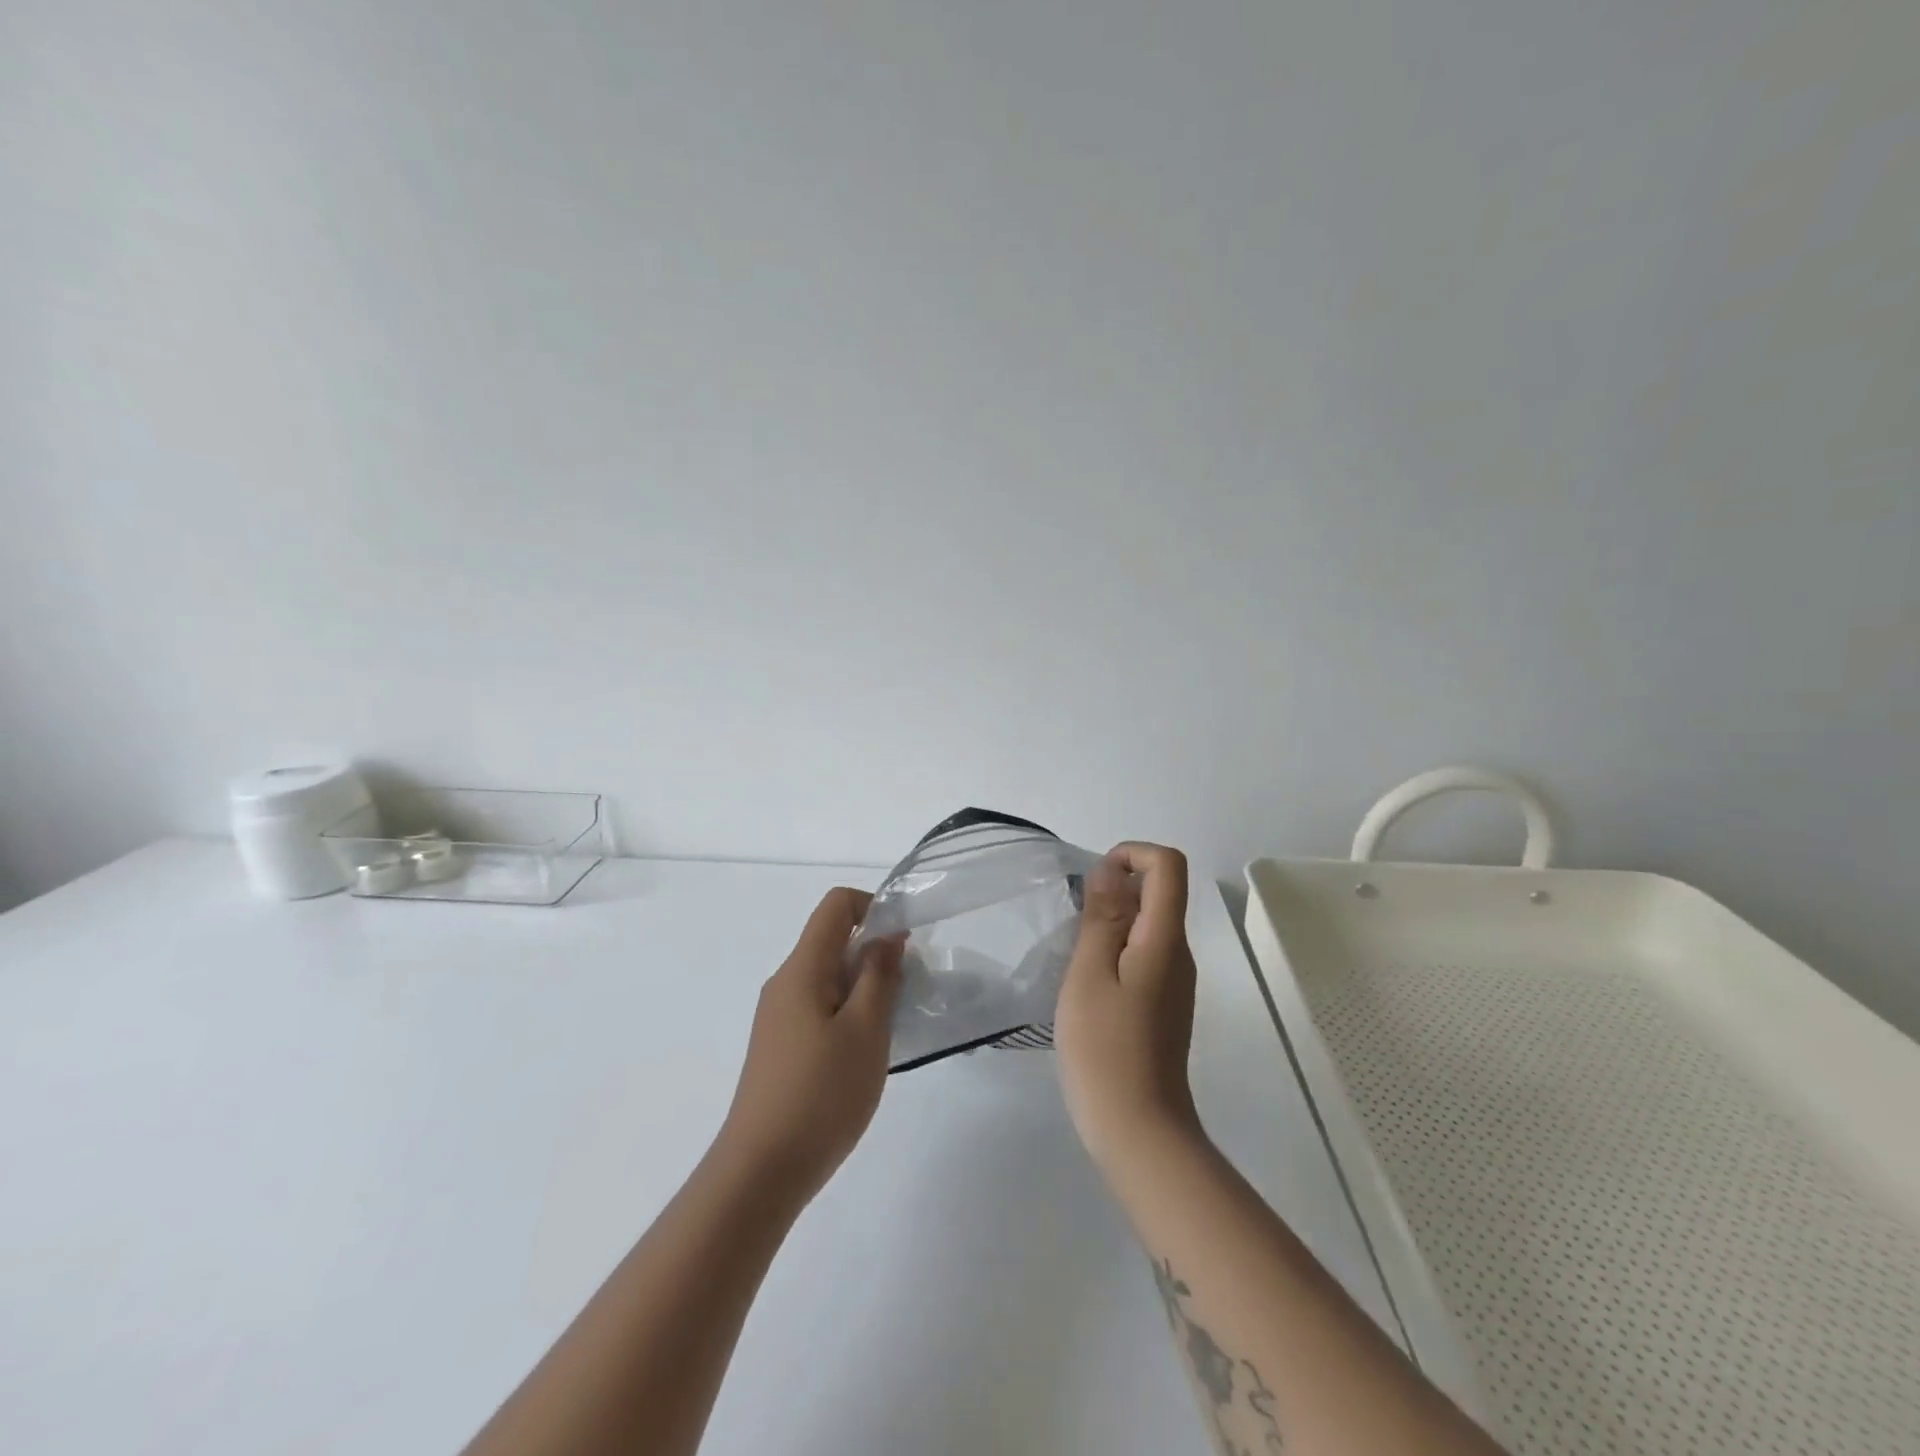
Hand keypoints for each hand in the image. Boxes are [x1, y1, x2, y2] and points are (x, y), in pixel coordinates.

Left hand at [714, 888, 902, 1207]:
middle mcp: (785, 983)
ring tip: (889, 1029)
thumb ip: (879, 975)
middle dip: (875, 954)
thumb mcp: (866, 1030)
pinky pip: (820, 1008)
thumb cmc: (820, 1094)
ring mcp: (779, 1016)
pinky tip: (863, 1054)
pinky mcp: (780, 1046)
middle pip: (833, 940)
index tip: (904, 944)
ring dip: (865, 988)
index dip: (874, 908)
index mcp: (802, 969)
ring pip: (829, 977)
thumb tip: (887, 935)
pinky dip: (849, 1013)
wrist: (760, 1173)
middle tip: (906, 994)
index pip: (836, 905)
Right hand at [1054, 843, 1203, 1173]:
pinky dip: (1115, 950)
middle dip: (1116, 889)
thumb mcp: (1090, 974)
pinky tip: (1088, 983)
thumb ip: (1103, 917)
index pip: (1169, 865)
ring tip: (1075, 955)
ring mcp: (1174, 981)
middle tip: (1074, 923)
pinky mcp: (1163, 1004)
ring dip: (1112, 921)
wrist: (1138, 1130)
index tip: (1095, 881)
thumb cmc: (1105, 1048)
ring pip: (1149, 924)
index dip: (1133, 854)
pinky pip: (1143, 954)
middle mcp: (1179, 953)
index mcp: (1165, 939)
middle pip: (1160, 892)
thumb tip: (1111, 869)